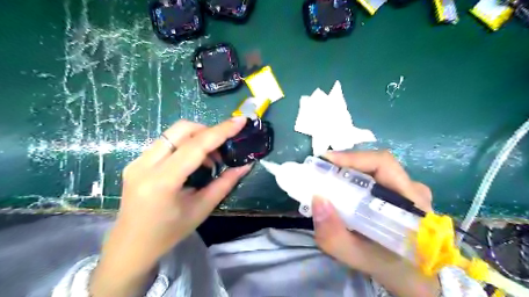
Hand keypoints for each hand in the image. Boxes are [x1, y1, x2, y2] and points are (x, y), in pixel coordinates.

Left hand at [92, 116, 251, 296]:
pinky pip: (166, 142)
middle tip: (223, 148)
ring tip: (210, 159)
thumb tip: (245, 165)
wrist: (130, 245)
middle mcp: (145, 165)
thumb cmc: (169, 233)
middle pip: (181, 129)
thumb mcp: (202, 209)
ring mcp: (137, 161)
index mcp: (162, 181)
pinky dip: (185, 144)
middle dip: (208, 131)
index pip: (195, 146)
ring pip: (173, 133)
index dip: (221, 131)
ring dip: (197, 138)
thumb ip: (225, 183)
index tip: (240, 121)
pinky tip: (193, 162)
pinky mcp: (136, 161)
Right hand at [311, 151, 438, 296]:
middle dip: (345, 164)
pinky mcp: (403, 195)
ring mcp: (409, 191)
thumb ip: (335, 236)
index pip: (383, 164)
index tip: (326, 160)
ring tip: (328, 179)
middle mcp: (413, 190)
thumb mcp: (361, 259)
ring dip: (349, 171)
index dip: (353, 157)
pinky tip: (343, 190)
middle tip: (321, 171)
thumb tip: (317, 199)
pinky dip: (355, 180)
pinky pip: (376, 179)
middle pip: (376, 164)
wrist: (420, 281)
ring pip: (375, 171)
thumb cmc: (394, 270)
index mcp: (411, 202)